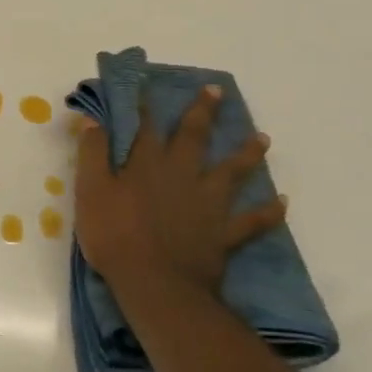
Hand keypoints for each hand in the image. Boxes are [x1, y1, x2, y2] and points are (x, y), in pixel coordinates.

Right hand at [73, 85, 288, 309]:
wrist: (155, 284)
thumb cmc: (114, 235)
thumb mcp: (90, 191)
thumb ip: (93, 154)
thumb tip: (93, 120)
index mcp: (147, 164)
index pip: (147, 128)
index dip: (147, 107)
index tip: (148, 87)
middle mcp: (182, 175)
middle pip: (195, 138)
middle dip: (203, 113)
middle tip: (217, 91)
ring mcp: (208, 203)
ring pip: (232, 172)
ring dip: (247, 154)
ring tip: (263, 138)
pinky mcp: (224, 233)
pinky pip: (252, 220)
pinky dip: (268, 212)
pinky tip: (282, 202)